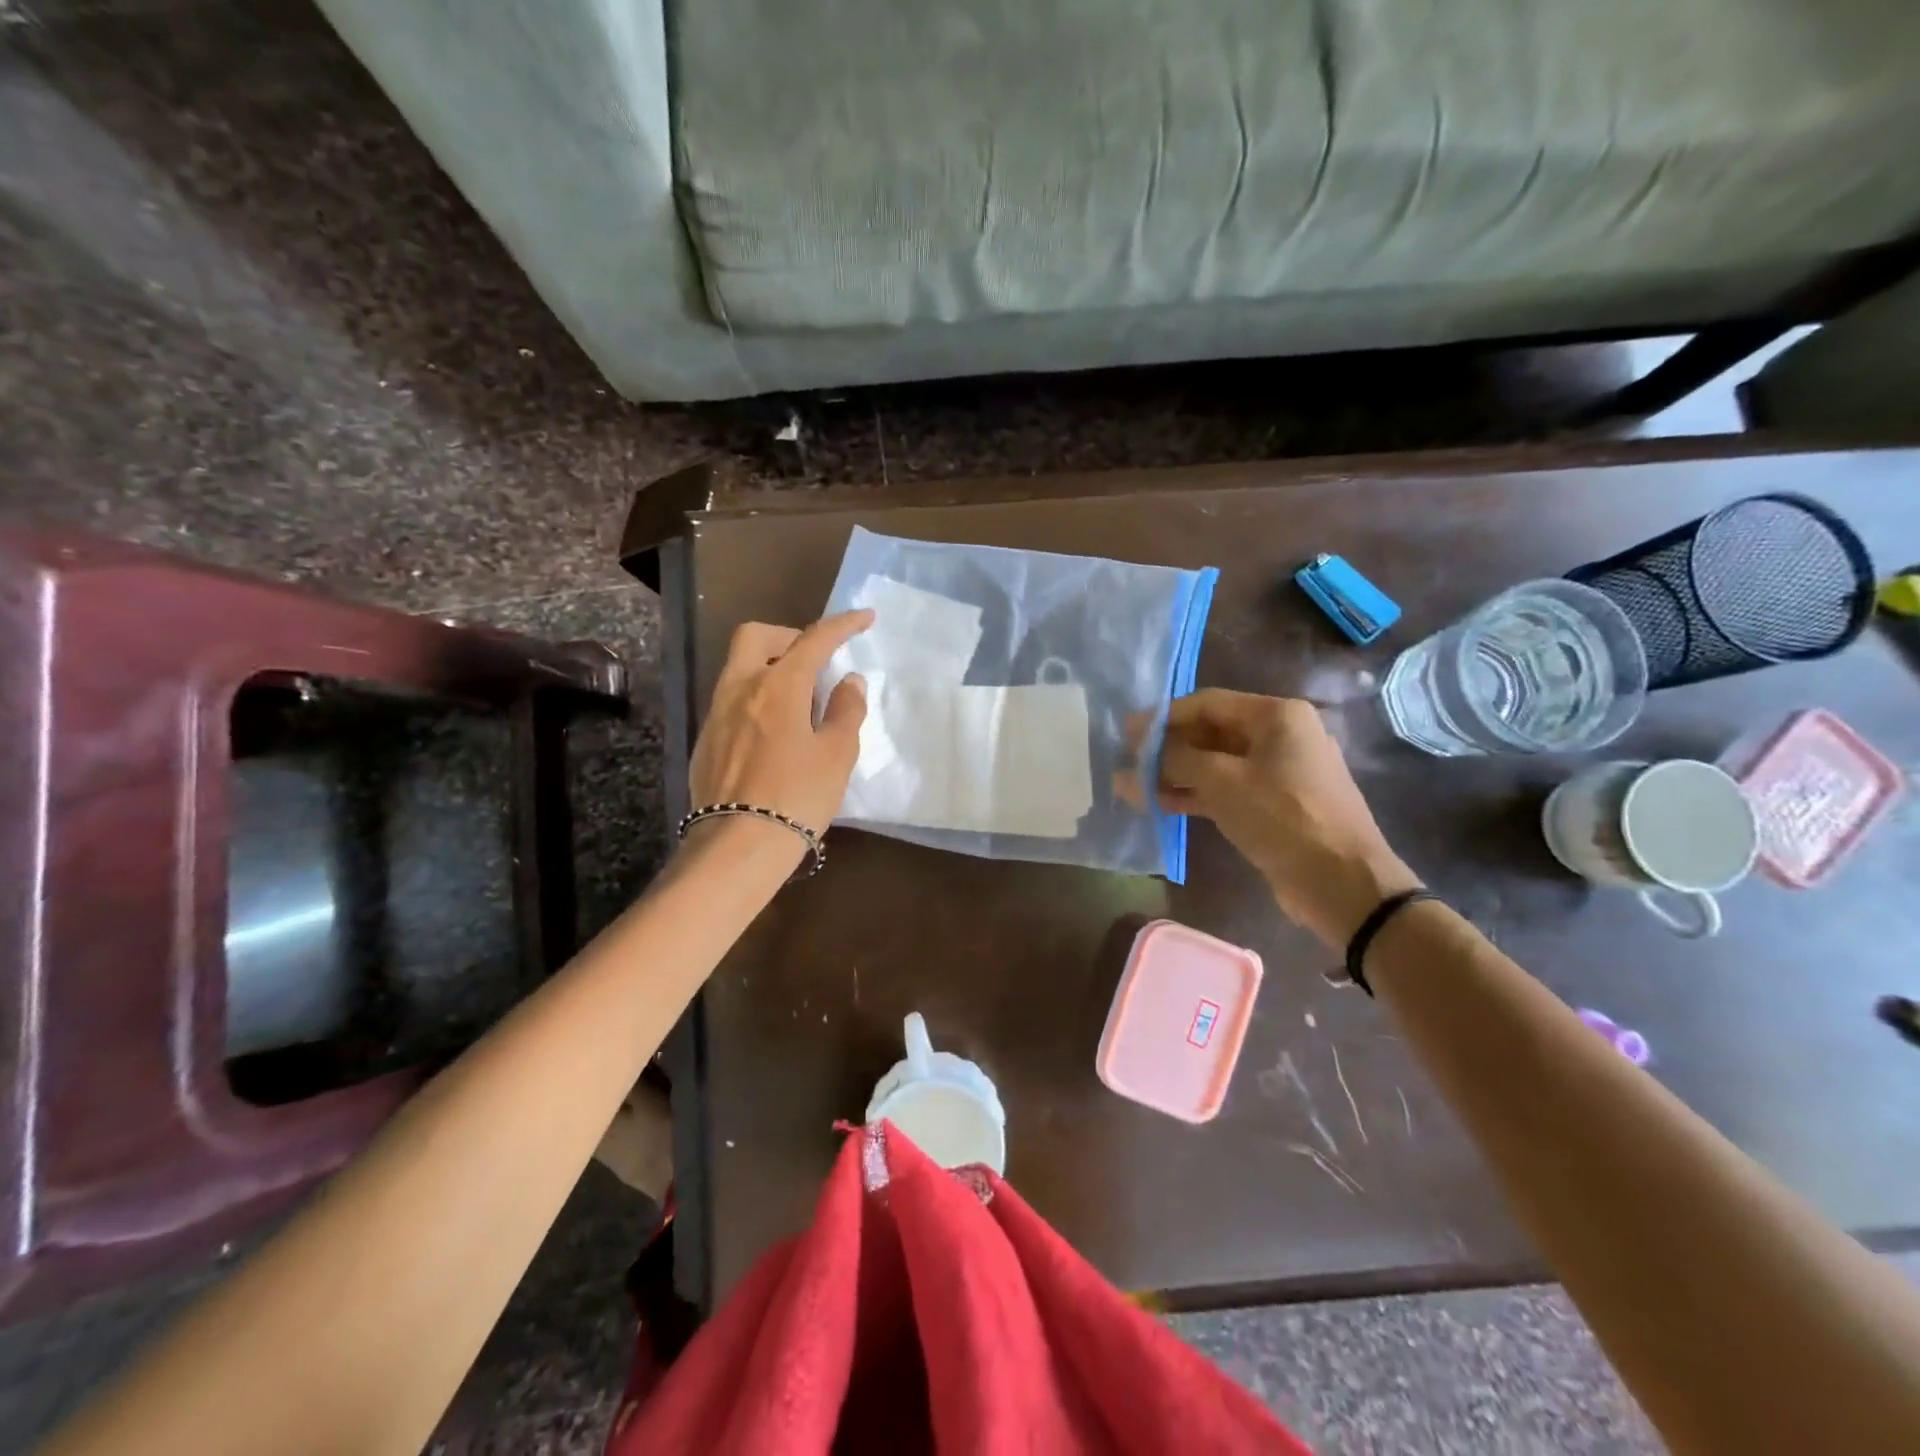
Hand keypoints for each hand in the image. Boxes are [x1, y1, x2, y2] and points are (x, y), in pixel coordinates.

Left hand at [687, 610, 873, 841]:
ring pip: (740, 667)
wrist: (739, 845)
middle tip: (815, 659)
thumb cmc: (798, 796)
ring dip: (771, 666)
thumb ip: (846, 710)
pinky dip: (756, 697)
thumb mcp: (837, 754)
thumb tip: (848, 680)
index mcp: (778, 685)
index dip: (842, 625)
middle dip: (789, 636)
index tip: (864, 618)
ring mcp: (716, 714)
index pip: (814, 639)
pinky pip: (732, 699)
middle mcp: (740, 688)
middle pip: (757, 636)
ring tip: (800, 698)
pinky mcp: (706, 740)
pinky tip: (774, 731)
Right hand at [1118, 690, 1420, 947]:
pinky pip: (1227, 789)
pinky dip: (1195, 794)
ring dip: (1175, 774)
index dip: (1164, 717)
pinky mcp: (1274, 805)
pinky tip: (1160, 804)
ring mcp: (1278, 772)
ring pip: (1216, 764)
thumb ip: (1177, 758)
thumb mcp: (1222, 781)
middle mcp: (1280, 736)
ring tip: (1133, 787)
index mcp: (1276, 716)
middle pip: (1210, 732)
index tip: (1127, 732)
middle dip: (1167, 748)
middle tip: (1128, 761)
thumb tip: (1141, 749)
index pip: (1207, 703)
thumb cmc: (1282, 817)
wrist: (1341, 882)